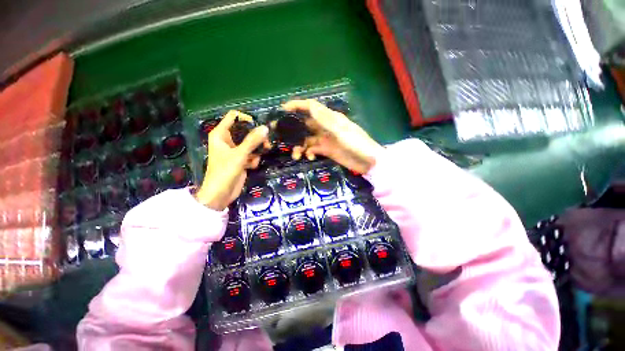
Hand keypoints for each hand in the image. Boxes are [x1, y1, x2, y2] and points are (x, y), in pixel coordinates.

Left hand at [195, 110, 269, 210]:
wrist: (221, 194)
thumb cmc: (225, 171)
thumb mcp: (240, 154)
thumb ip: (252, 141)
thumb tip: (265, 127)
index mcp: (221, 134)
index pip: (233, 117)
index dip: (246, 119)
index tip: (259, 126)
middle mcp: (227, 140)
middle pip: (245, 131)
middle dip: (256, 137)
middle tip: (266, 142)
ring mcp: (234, 151)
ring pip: (250, 143)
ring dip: (257, 149)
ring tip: (260, 155)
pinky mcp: (240, 160)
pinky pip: (251, 154)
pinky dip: (253, 159)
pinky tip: (252, 166)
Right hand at [282, 99, 383, 173]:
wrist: (368, 162)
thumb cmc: (357, 144)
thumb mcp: (342, 131)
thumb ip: (326, 120)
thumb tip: (310, 106)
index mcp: (330, 118)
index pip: (312, 107)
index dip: (298, 106)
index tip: (283, 109)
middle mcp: (325, 127)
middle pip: (306, 124)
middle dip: (293, 128)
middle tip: (280, 134)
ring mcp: (325, 139)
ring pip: (307, 139)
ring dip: (300, 145)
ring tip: (296, 155)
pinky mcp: (326, 150)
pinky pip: (313, 149)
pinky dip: (309, 153)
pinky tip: (310, 157)